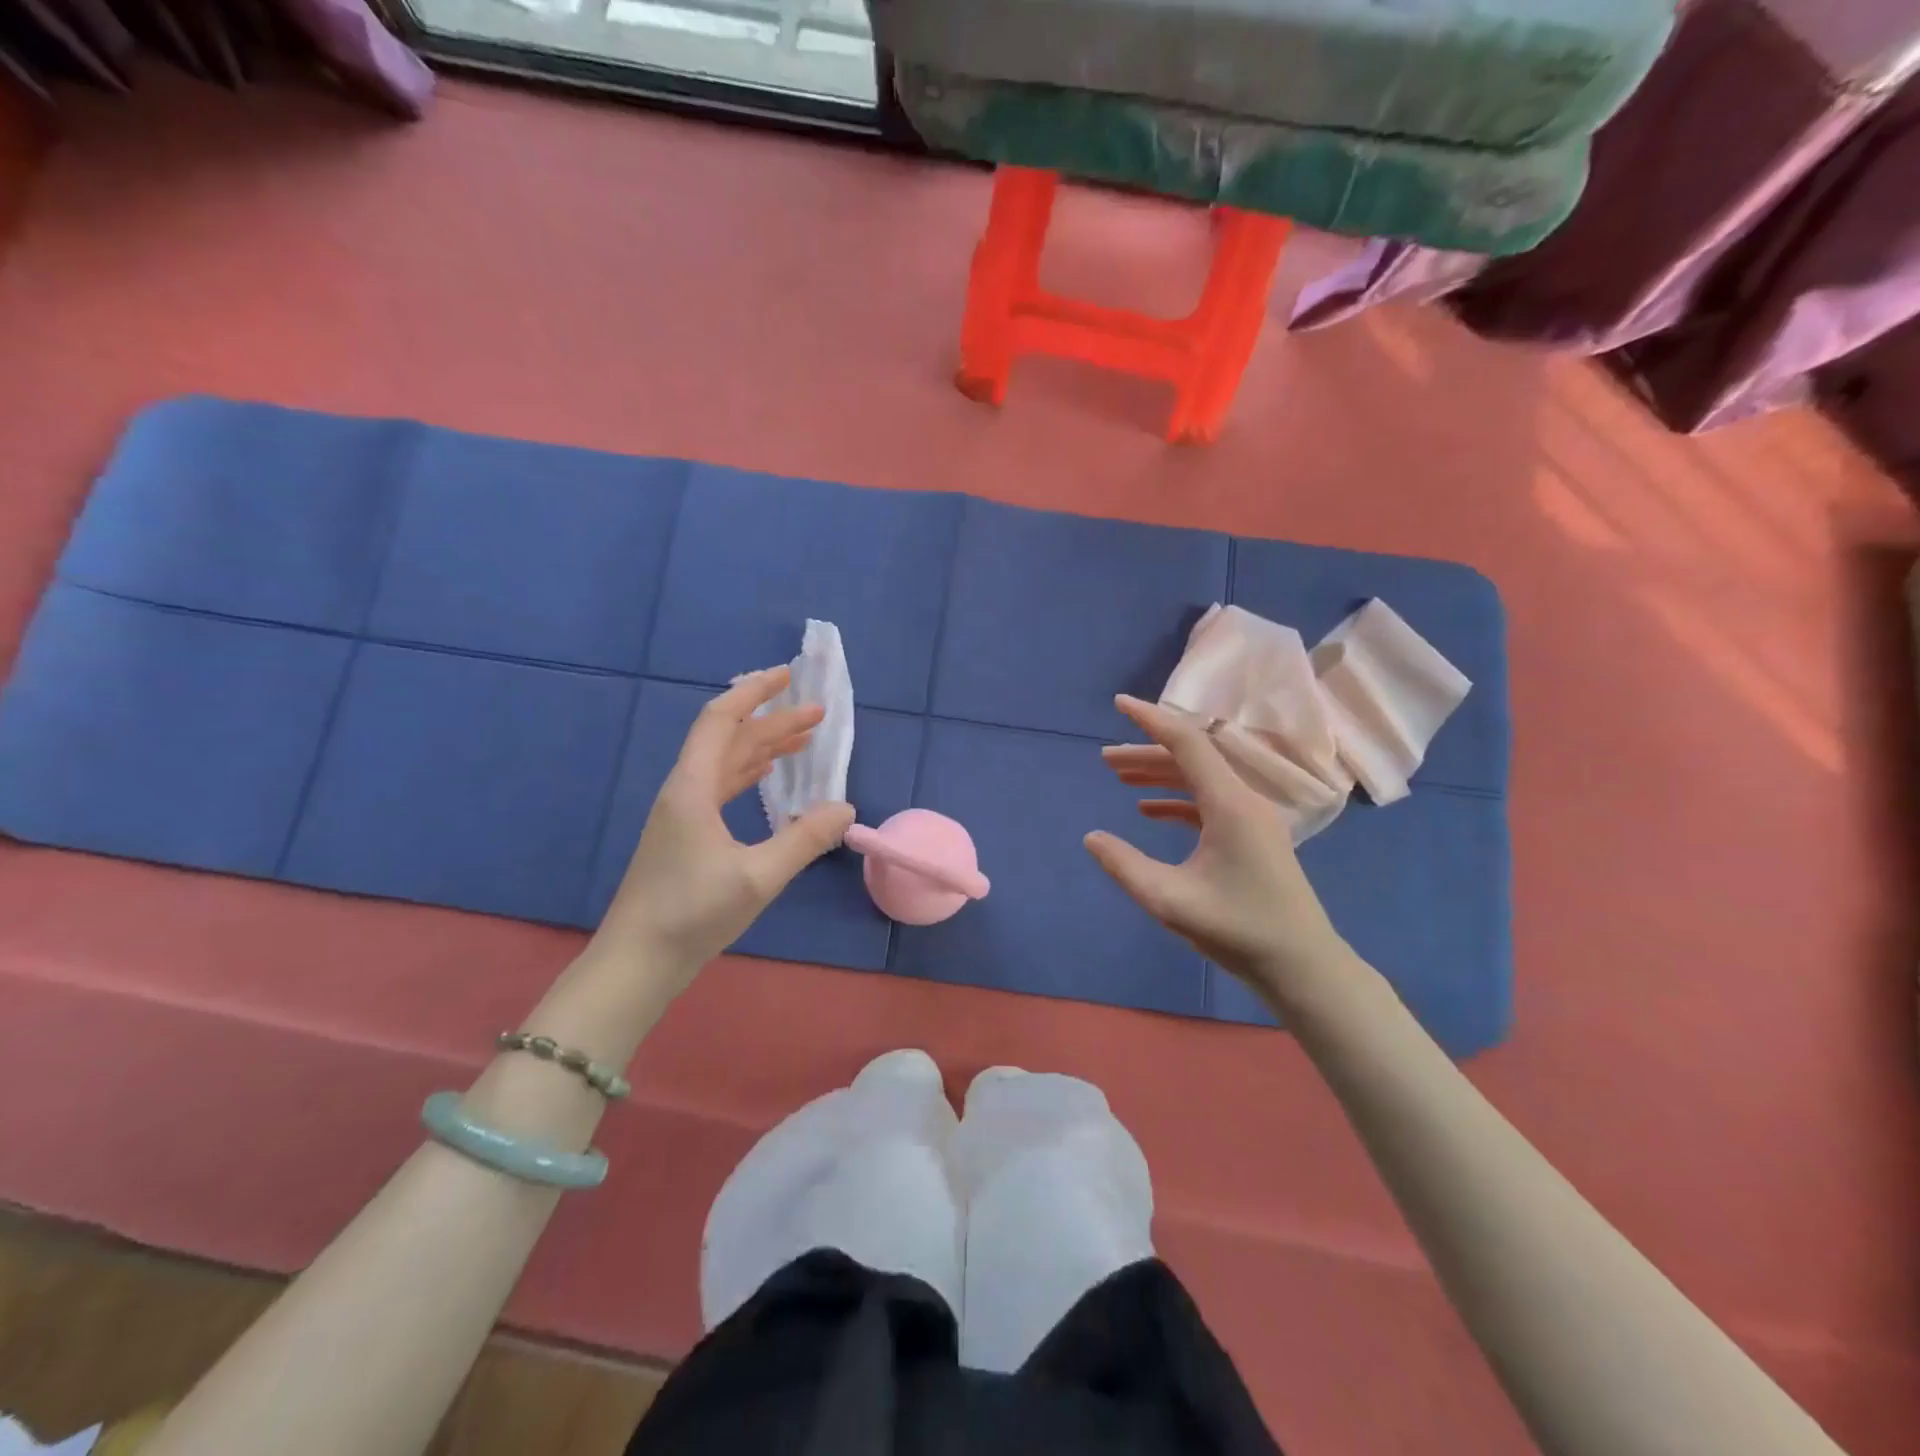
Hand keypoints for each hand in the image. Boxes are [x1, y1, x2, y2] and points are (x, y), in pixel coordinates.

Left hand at [596, 667, 854, 987]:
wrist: (636, 963)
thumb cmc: (691, 914)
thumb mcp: (758, 877)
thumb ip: (805, 840)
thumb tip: (846, 808)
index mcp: (692, 788)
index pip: (721, 720)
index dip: (754, 692)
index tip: (788, 676)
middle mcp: (685, 792)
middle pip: (730, 740)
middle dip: (773, 721)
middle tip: (818, 713)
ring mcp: (682, 814)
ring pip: (726, 764)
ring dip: (764, 747)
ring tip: (804, 739)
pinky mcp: (686, 837)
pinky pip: (722, 787)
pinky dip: (750, 773)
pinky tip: (769, 778)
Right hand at [1086, 695, 1354, 1007]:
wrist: (1301, 966)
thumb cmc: (1238, 930)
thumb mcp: (1170, 900)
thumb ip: (1125, 866)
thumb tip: (1092, 838)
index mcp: (1230, 804)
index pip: (1187, 743)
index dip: (1151, 719)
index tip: (1119, 704)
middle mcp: (1244, 801)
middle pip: (1191, 759)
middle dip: (1146, 752)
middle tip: (1104, 758)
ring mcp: (1251, 819)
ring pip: (1199, 781)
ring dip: (1159, 776)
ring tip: (1118, 777)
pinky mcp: (1251, 838)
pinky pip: (1208, 803)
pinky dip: (1176, 801)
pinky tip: (1147, 811)